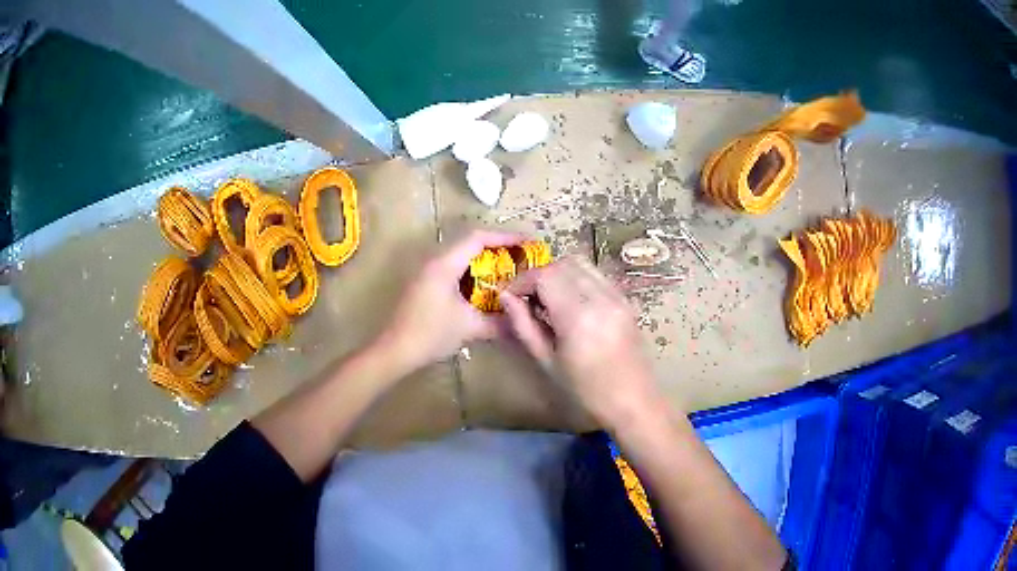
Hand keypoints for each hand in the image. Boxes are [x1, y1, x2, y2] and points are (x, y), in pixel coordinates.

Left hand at [378, 229, 523, 374]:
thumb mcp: (469, 328)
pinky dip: (472, 272)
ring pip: (461, 255)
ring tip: (508, 269)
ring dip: (484, 259)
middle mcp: (434, 261)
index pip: (478, 238)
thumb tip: (523, 322)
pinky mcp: (424, 283)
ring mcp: (427, 271)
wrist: (395, 350)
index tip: (527, 242)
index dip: (505, 237)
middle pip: (470, 242)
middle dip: (498, 247)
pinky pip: (454, 268)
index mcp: (444, 264)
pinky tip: (485, 287)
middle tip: (522, 256)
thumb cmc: (430, 334)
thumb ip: (499, 323)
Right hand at [501, 256, 660, 426]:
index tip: (509, 297)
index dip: (521, 281)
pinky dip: (578, 279)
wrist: (634, 403)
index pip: (544, 276)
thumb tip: (505, 298)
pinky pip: (597, 275)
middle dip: (539, 276)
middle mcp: (600, 297)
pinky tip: (572, 304)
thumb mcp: (547, 362)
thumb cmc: (587, 392)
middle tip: (527, 299)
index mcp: (578, 316)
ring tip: (549, 301)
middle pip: (562, 264)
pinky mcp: (626, 300)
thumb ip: (524, 326)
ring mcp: (617, 296)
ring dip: (559, 274)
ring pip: (581, 264)